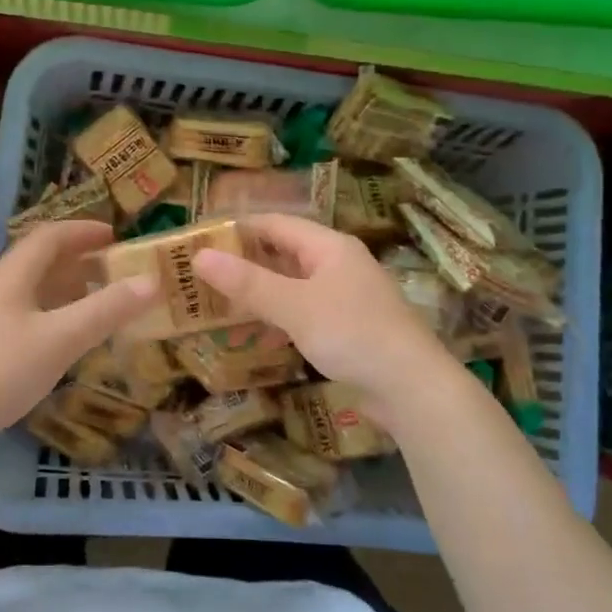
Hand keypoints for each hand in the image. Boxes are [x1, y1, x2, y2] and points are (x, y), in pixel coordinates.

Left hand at [0, 220, 158, 441]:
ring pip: (32, 290)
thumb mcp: (62, 338)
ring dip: (67, 289)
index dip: (84, 231)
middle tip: (116, 271)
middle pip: (40, 261)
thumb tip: (152, 281)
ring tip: (100, 302)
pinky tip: (67, 339)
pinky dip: (54, 315)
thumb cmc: (1, 371)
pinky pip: (26, 315)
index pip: (50, 236)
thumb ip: (107, 309)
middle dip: (80, 260)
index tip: (117, 236)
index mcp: (11, 276)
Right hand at [193, 214, 454, 426]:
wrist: (412, 388)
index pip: (275, 224)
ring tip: (218, 302)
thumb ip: (247, 283)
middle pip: (283, 253)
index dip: (237, 229)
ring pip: (292, 284)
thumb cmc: (352, 334)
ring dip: (258, 292)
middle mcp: (338, 264)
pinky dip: (277, 316)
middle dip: (244, 262)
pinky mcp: (347, 327)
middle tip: (200, 274)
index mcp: (329, 246)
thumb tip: (199, 256)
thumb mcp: (295, 306)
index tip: (199, 240)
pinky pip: (303, 311)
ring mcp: (345, 296)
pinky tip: (255, 333)